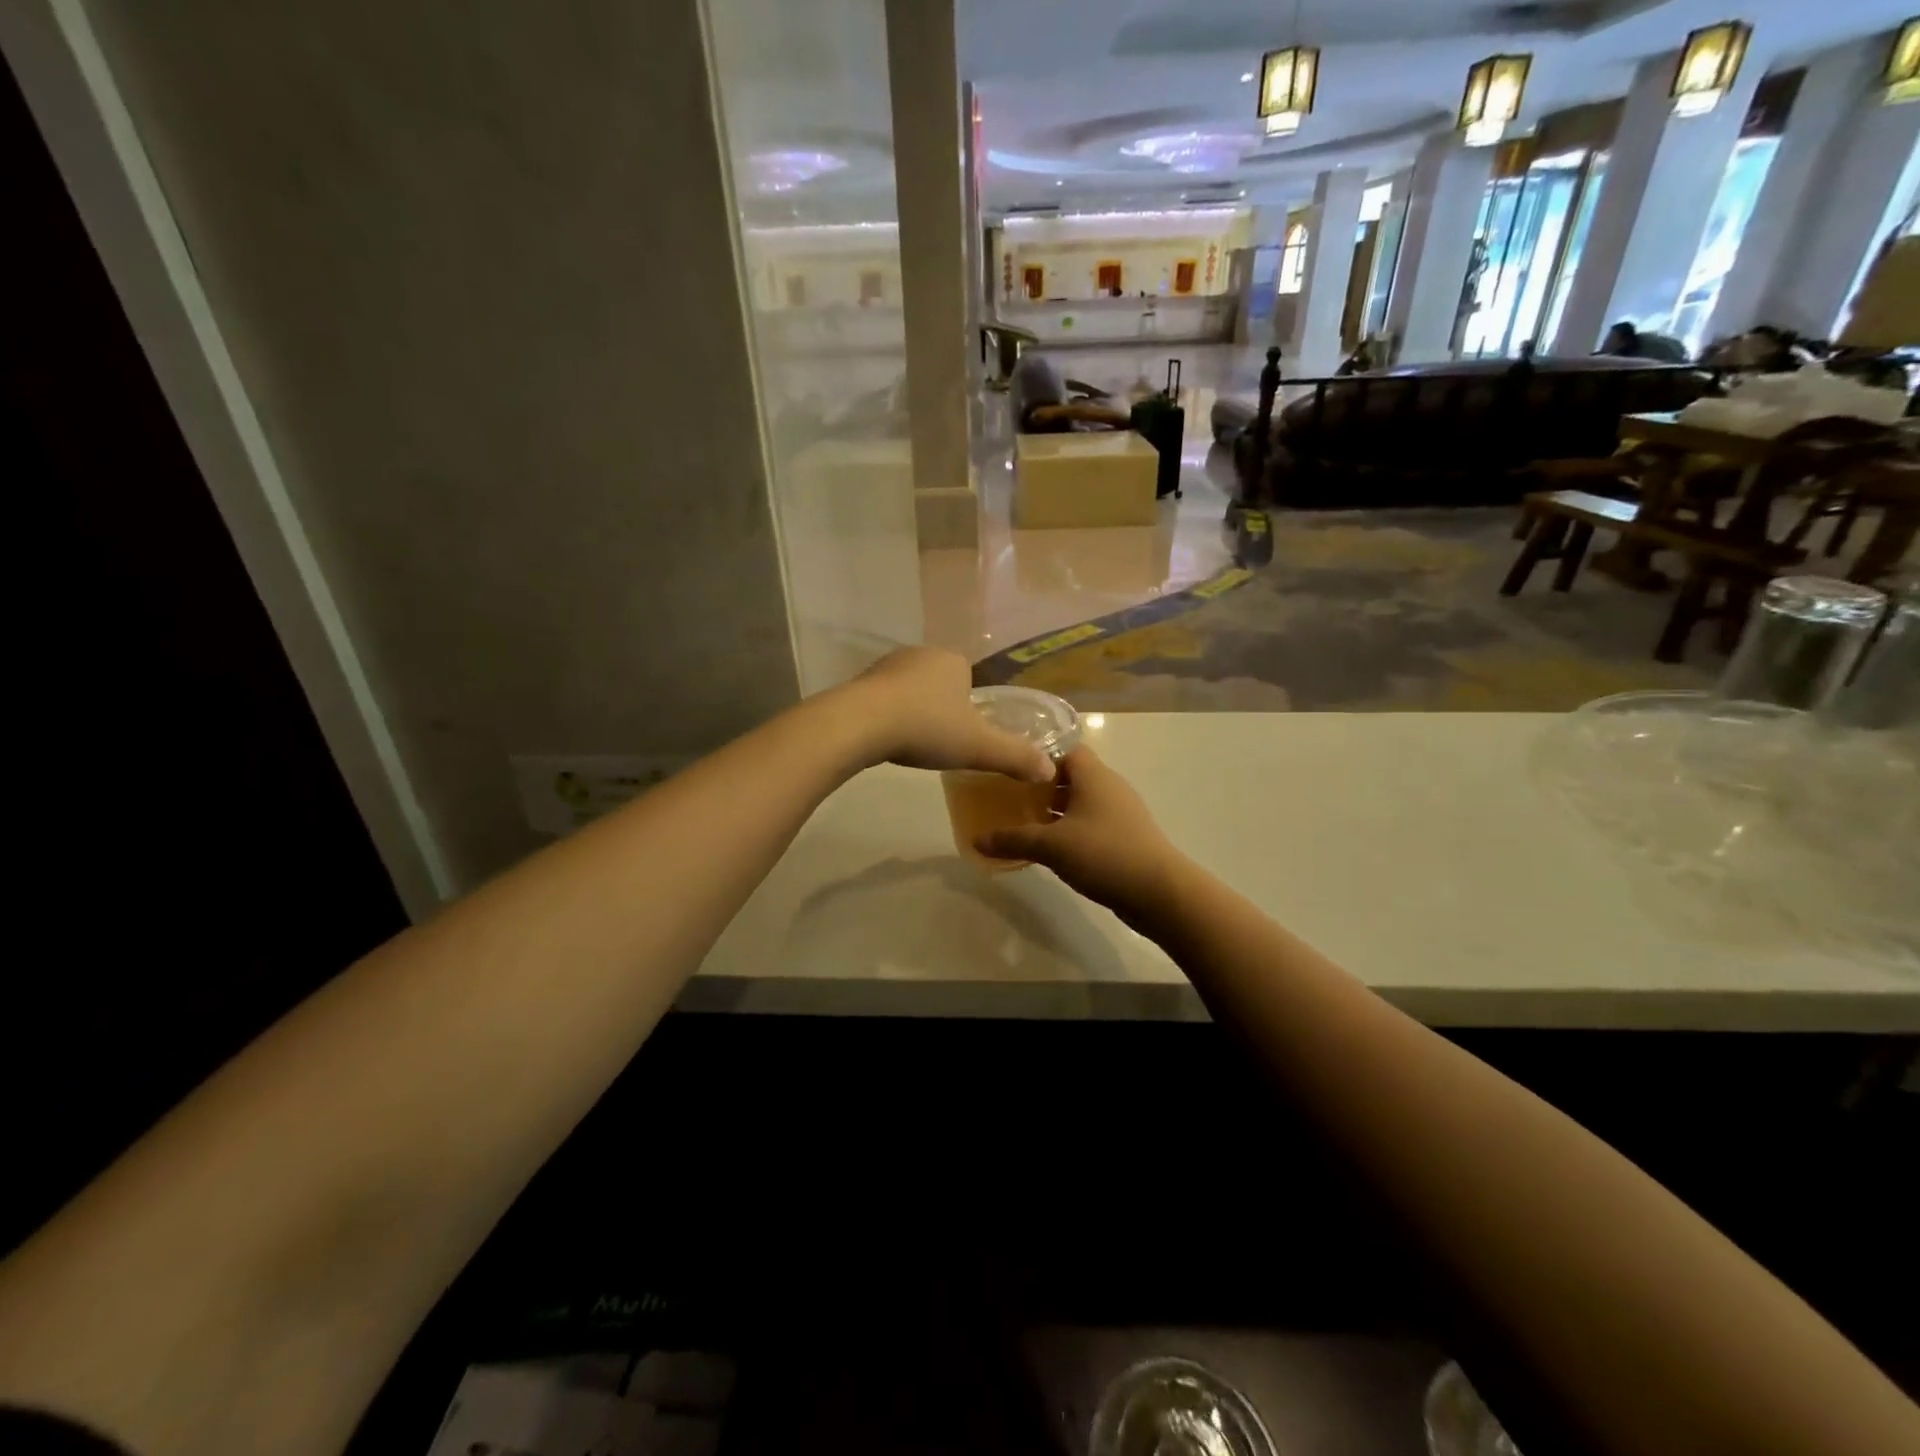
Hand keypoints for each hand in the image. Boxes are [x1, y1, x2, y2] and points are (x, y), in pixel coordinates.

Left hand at [835, 648, 1054, 783]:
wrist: (862, 723)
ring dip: (913, 711)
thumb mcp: (979, 747)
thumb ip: (1015, 756)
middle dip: (941, 707)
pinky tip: (887, 738)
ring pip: (910, 690)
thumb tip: (1049, 770)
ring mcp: (886, 665)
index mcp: (953, 661)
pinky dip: (888, 716)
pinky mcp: (860, 682)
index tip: (965, 732)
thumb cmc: (928, 727)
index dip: (970, 704)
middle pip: (939, 683)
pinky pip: (883, 699)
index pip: (969, 677)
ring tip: (913, 742)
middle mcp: (920, 654)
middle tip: (941, 741)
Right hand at [977, 745, 1182, 913]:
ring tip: (1021, 819)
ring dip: (1054, 809)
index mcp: (1094, 776)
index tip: (1010, 762)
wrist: (1159, 893)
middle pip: (1070, 775)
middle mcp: (1109, 787)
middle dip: (1040, 784)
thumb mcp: (1051, 846)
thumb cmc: (1104, 854)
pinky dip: (1069, 828)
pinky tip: (1049, 846)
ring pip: (1080, 801)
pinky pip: (1090, 823)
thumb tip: (977, 840)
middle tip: (1007, 793)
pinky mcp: (1124, 837)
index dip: (1037, 752)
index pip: (1064, 748)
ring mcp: (1119, 813)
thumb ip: (1013, 839)